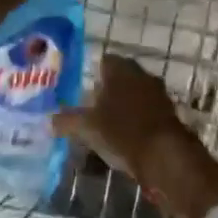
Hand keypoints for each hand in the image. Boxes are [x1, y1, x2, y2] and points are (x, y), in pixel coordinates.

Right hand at [52, 55, 217, 217]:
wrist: (166, 156)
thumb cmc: (122, 132)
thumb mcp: (87, 128)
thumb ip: (66, 121)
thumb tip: (48, 121)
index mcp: (121, 69)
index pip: (102, 61)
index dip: (90, 74)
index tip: (79, 91)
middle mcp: (141, 74)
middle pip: (118, 78)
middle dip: (104, 92)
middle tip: (88, 109)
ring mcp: (158, 93)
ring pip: (133, 95)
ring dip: (121, 107)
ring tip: (104, 127)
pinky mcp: (169, 113)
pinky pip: (145, 112)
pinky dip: (134, 121)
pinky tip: (124, 138)